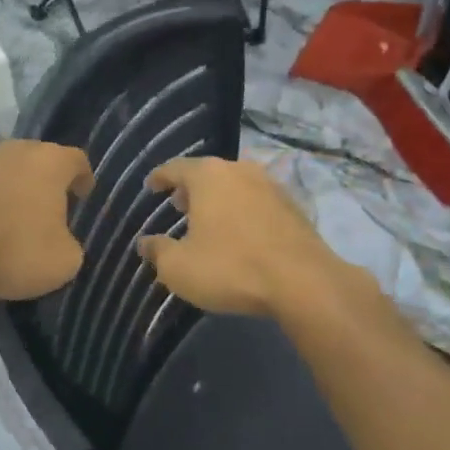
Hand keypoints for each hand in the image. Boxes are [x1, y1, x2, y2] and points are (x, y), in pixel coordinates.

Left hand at [0, 140, 94, 301]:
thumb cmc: (17, 250)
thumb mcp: (65, 260)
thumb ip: (70, 243)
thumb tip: (60, 241)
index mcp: (49, 162)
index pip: (77, 160)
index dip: (83, 179)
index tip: (83, 198)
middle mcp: (15, 152)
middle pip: (39, 160)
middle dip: (46, 182)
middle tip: (50, 209)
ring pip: (6, 172)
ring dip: (13, 190)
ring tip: (14, 221)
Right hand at [137, 158, 347, 318]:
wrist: (304, 282)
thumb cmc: (231, 267)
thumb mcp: (179, 267)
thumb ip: (157, 251)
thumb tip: (145, 242)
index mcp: (208, 176)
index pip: (175, 167)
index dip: (159, 177)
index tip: (151, 186)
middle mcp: (240, 170)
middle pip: (208, 173)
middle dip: (191, 189)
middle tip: (178, 206)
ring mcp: (271, 186)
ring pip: (235, 185)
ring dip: (219, 200)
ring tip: (209, 220)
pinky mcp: (294, 206)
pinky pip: (257, 202)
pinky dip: (242, 212)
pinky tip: (240, 233)